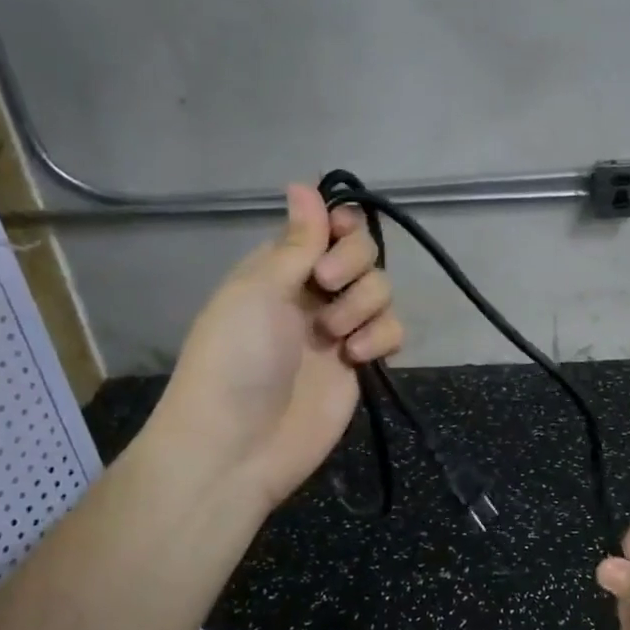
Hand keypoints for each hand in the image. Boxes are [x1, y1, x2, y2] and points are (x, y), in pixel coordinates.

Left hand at [150, 184, 404, 511]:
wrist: (239, 446)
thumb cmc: (236, 357)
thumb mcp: (258, 289)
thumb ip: (296, 241)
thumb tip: (303, 183)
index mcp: (280, 267)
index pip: (327, 226)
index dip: (341, 225)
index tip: (340, 233)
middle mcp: (312, 293)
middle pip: (363, 253)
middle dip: (353, 264)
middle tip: (327, 286)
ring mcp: (339, 329)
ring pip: (382, 290)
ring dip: (364, 305)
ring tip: (336, 338)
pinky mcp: (361, 364)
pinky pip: (392, 331)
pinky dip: (381, 338)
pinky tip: (356, 357)